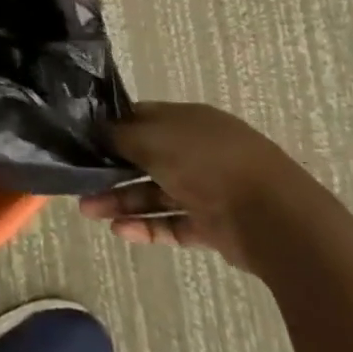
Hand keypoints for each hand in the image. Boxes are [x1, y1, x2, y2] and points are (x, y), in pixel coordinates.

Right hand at [79, 102, 319, 271]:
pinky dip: (147, 227)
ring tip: (89, 212)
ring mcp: (206, 188)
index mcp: (187, 120)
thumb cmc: (207, 163)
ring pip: (154, 193)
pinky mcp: (213, 224)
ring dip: (122, 202)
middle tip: (78, 184)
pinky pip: (172, 223)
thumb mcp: (153, 139)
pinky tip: (120, 232)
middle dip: (110, 170)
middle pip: (144, 158)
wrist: (274, 219)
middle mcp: (196, 150)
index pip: (141, 119)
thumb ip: (120, 135)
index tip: (82, 140)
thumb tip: (96, 130)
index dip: (111, 128)